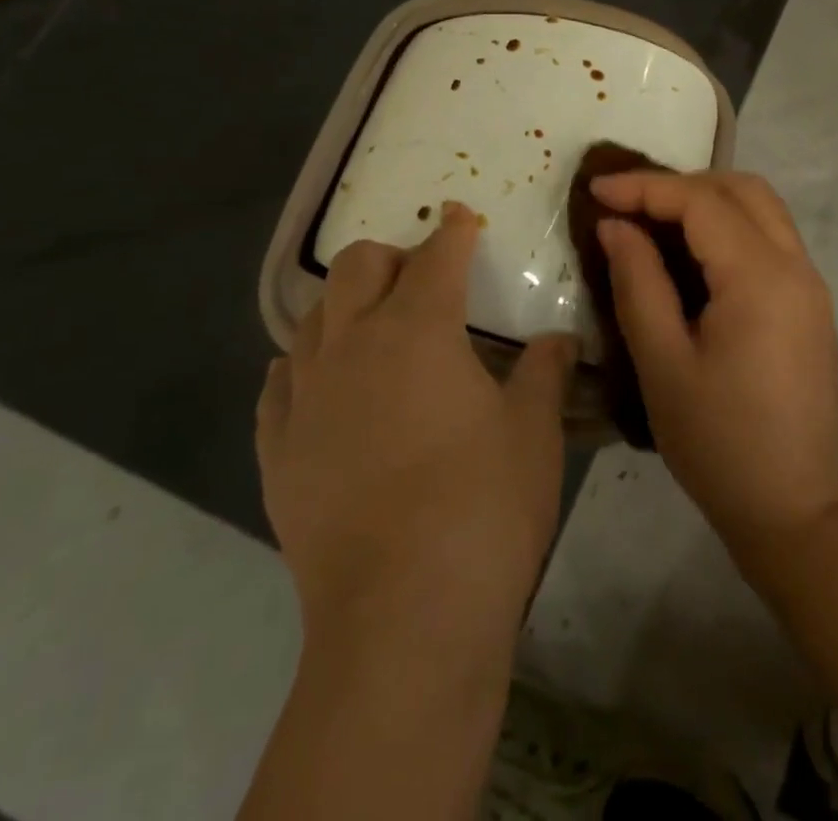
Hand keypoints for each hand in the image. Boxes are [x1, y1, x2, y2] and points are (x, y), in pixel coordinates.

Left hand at [255, 202, 575, 667]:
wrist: (404, 619)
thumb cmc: (485, 506)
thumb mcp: (533, 431)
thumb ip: (546, 371)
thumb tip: (559, 339)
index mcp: (419, 330)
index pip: (437, 257)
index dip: (453, 230)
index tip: (461, 217)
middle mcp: (352, 346)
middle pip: (356, 268)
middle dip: (392, 256)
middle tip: (423, 277)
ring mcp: (306, 399)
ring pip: (311, 317)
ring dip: (344, 306)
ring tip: (374, 327)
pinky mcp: (278, 452)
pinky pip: (278, 386)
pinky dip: (303, 368)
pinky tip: (323, 384)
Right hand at [592, 171, 837, 560]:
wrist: (797, 510)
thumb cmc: (719, 444)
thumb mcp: (663, 364)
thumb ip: (638, 283)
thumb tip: (616, 226)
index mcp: (760, 277)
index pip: (701, 202)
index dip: (645, 187)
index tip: (596, 190)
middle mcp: (795, 265)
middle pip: (741, 189)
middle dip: (681, 184)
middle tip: (629, 203)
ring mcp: (810, 283)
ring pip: (762, 207)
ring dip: (709, 199)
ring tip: (654, 220)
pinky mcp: (811, 303)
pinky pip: (770, 237)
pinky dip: (730, 225)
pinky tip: (693, 252)